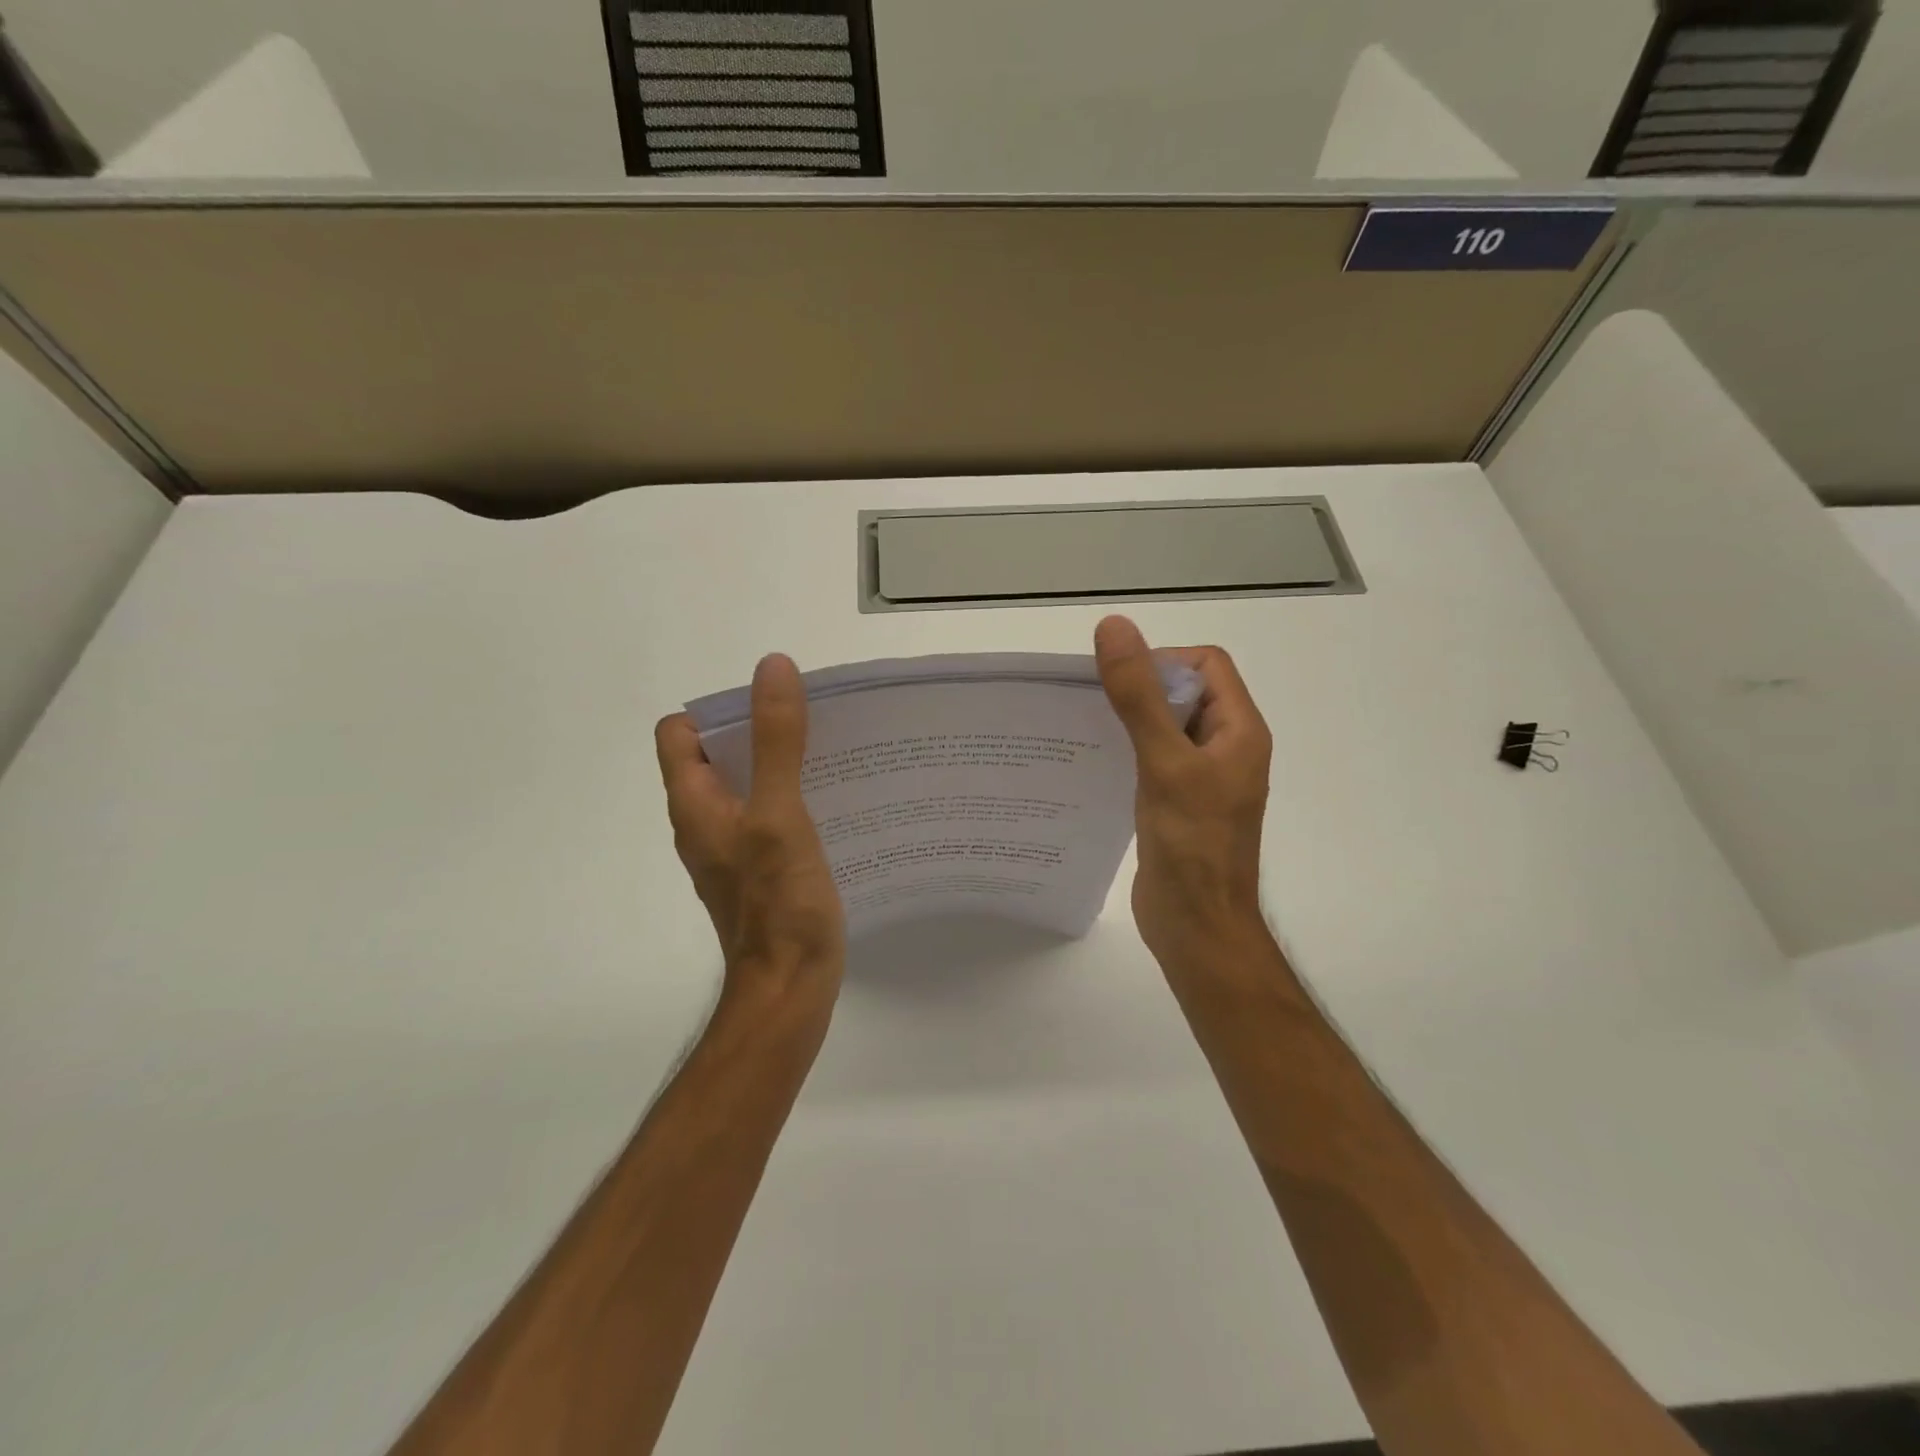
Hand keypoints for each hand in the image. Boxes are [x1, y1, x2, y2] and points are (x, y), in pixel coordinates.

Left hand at [655, 654, 845, 1002]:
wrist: (788, 989)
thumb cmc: (778, 904)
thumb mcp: (778, 813)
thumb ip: (776, 742)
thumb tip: (772, 668)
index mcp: (695, 804)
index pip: (681, 734)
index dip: (717, 710)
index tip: (769, 705)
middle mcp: (705, 823)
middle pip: (718, 756)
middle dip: (759, 731)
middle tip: (811, 722)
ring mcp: (732, 850)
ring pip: (748, 787)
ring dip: (779, 765)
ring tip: (829, 754)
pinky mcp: (760, 871)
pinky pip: (770, 817)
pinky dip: (793, 800)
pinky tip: (833, 803)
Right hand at [1095, 616, 1274, 970]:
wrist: (1197, 929)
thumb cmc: (1192, 846)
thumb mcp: (1164, 763)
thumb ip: (1139, 696)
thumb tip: (1114, 627)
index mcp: (1239, 731)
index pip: (1207, 665)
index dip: (1164, 662)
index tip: (1121, 685)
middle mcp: (1225, 748)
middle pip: (1184, 693)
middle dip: (1141, 690)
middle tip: (1094, 705)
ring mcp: (1202, 778)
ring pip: (1165, 727)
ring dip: (1130, 721)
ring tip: (1088, 730)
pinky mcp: (1178, 803)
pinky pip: (1153, 760)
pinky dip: (1127, 752)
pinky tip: (1095, 764)